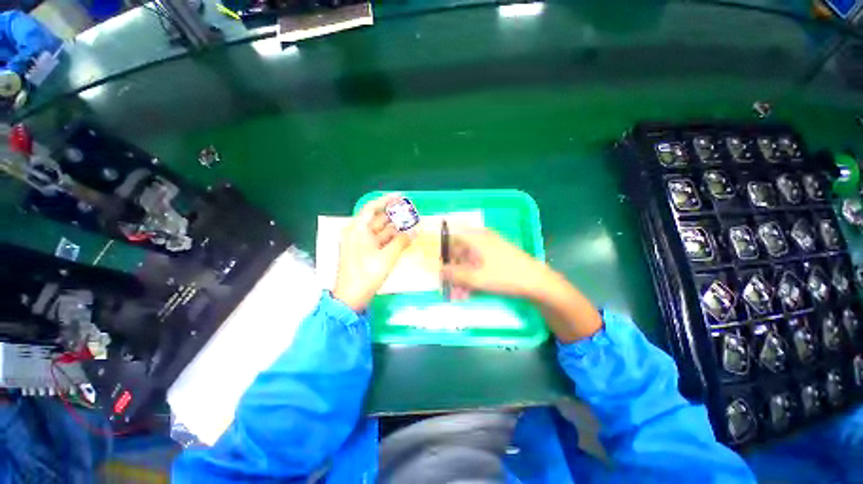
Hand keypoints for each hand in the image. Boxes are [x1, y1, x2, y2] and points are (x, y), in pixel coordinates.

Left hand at [333, 194, 411, 311]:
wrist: (351, 298)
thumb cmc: (366, 274)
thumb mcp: (387, 257)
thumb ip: (403, 241)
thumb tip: (417, 229)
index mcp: (357, 229)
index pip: (371, 208)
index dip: (386, 201)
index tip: (400, 198)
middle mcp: (357, 233)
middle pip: (377, 219)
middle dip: (395, 216)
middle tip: (411, 213)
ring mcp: (360, 244)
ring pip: (380, 231)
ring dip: (395, 229)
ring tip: (412, 225)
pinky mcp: (364, 253)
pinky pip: (379, 241)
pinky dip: (391, 239)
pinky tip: (404, 238)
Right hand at [440, 228, 552, 299]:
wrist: (537, 282)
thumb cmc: (505, 276)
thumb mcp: (476, 278)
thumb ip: (454, 274)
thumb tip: (439, 271)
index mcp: (475, 237)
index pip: (451, 240)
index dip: (444, 255)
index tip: (441, 271)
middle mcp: (481, 238)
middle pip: (460, 252)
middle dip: (454, 271)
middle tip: (452, 288)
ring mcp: (491, 246)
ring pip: (469, 259)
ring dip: (463, 276)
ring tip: (462, 294)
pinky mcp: (497, 255)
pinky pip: (479, 263)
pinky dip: (473, 275)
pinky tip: (472, 289)